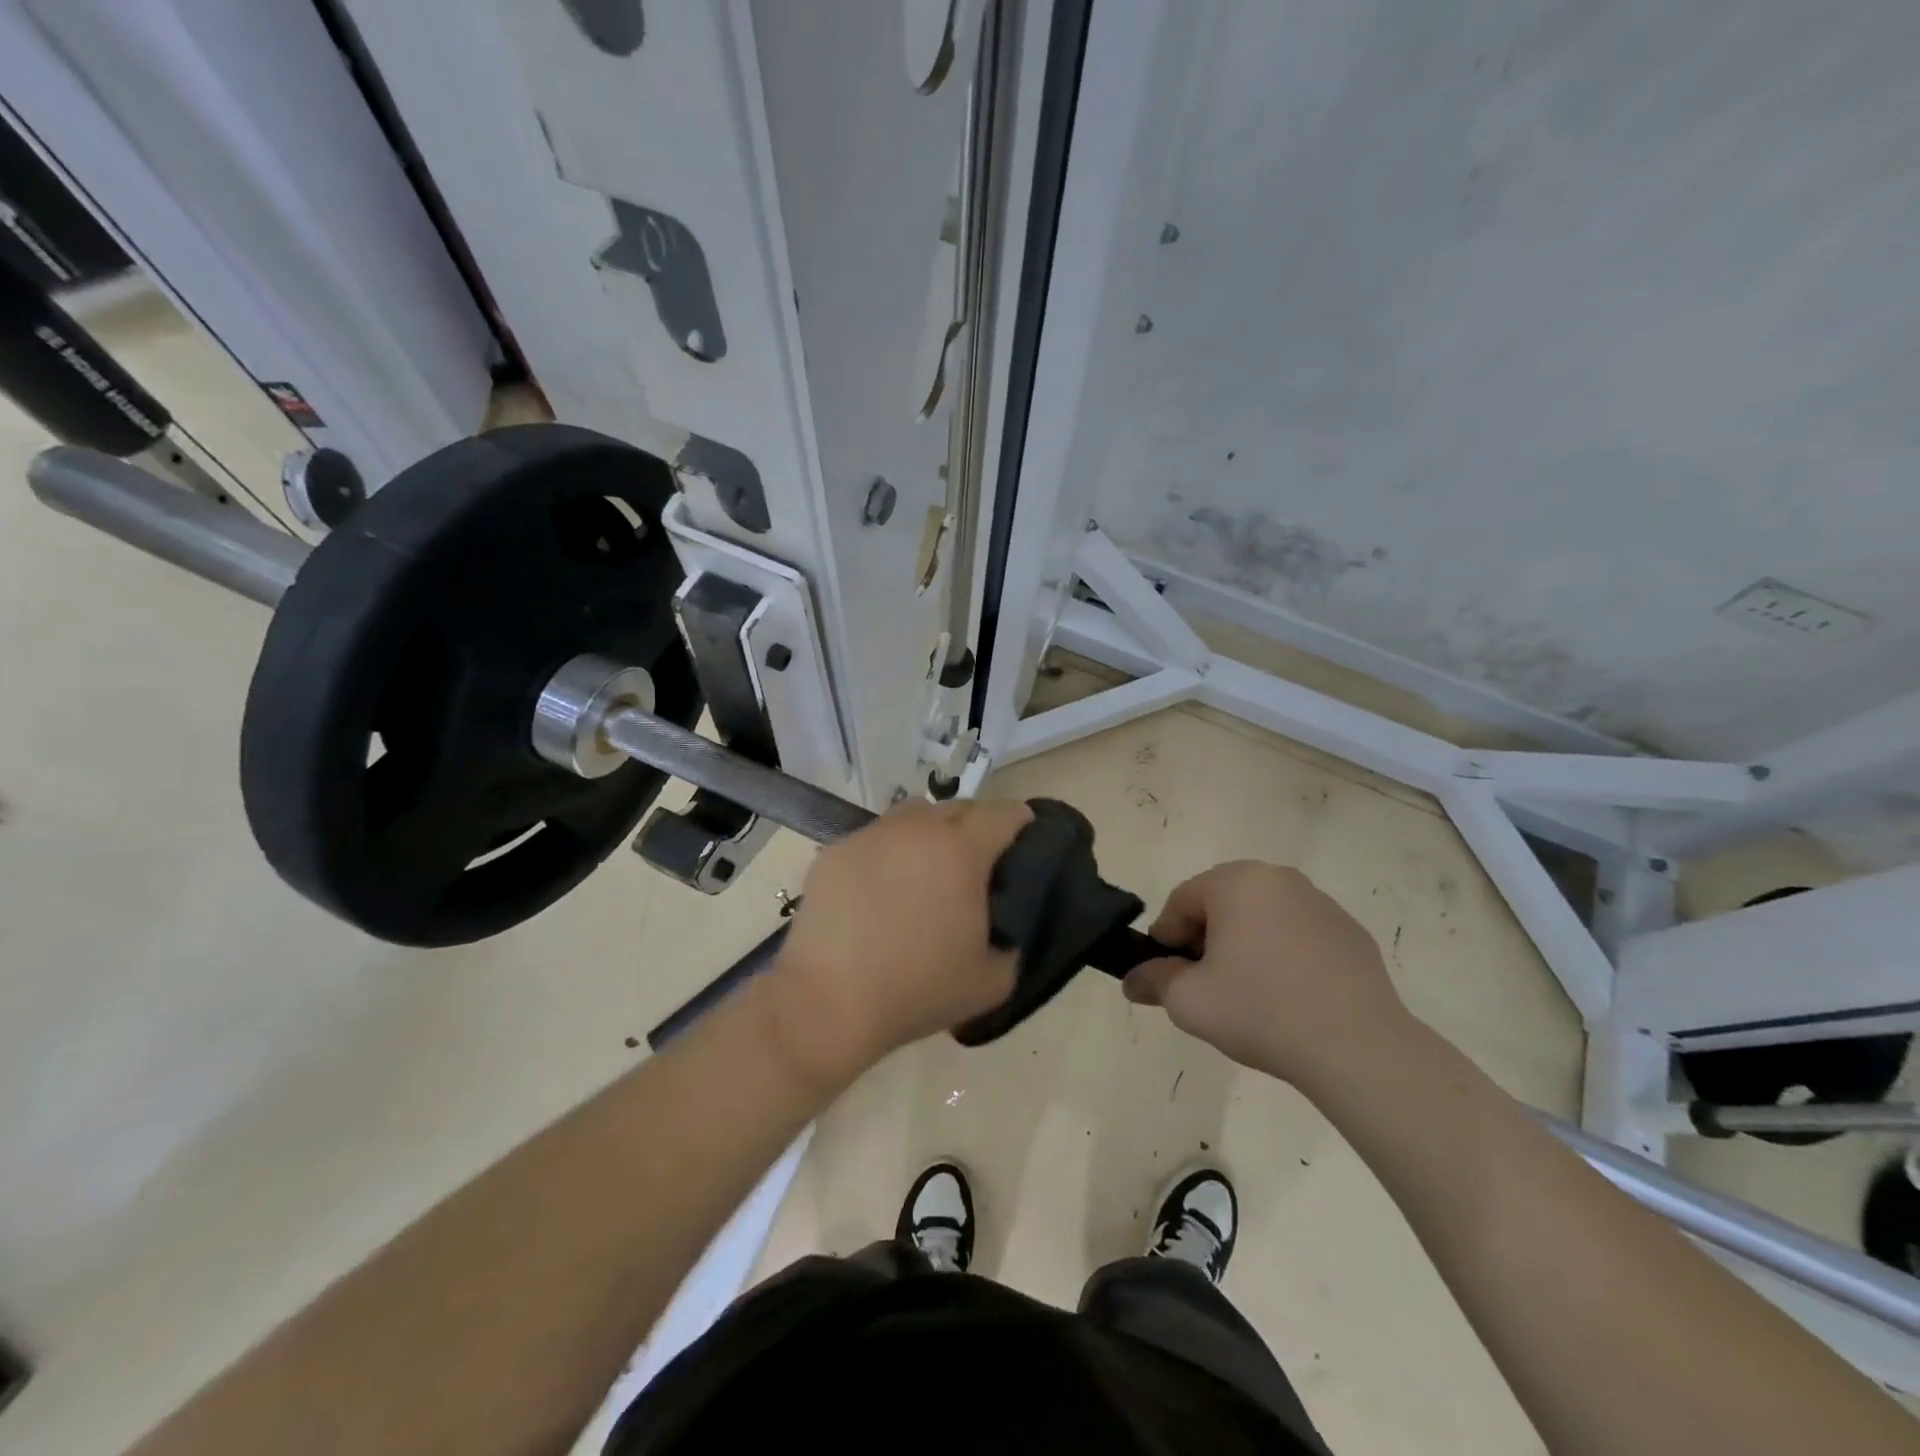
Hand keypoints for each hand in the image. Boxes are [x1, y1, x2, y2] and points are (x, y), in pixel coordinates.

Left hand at [765, 798, 1032, 1084]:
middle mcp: (916, 830)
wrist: (828, 1004)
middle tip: (978, 860)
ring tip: (926, 868)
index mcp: (961, 852)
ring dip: (930, 831)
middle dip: (976, 824)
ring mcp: (871, 836)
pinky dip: (888, 852)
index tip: (1025, 838)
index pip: (1002, 814)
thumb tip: (1005, 924)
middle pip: (958, 806)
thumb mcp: (992, 981)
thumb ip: (1012, 942)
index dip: (1020, 822)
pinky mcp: (835, 851)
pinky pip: (875, 838)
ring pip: (912, 815)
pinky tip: (880, 890)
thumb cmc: (916, 991)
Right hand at [1123, 861, 1414, 1095]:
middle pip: (1222, 903)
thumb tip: (1134, 980)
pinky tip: (1289, 998)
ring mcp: (1320, 903)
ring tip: (1249, 995)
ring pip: (1262, 917)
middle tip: (1206, 985)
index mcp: (1236, 882)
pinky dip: (1284, 956)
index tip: (1168, 976)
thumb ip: (1154, 981)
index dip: (1167, 939)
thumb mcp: (1189, 1001)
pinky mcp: (1350, 933)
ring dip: (1245, 945)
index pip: (1182, 901)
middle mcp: (1278, 879)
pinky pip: (1299, 935)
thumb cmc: (1261, 1011)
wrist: (1358, 1048)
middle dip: (1206, 939)